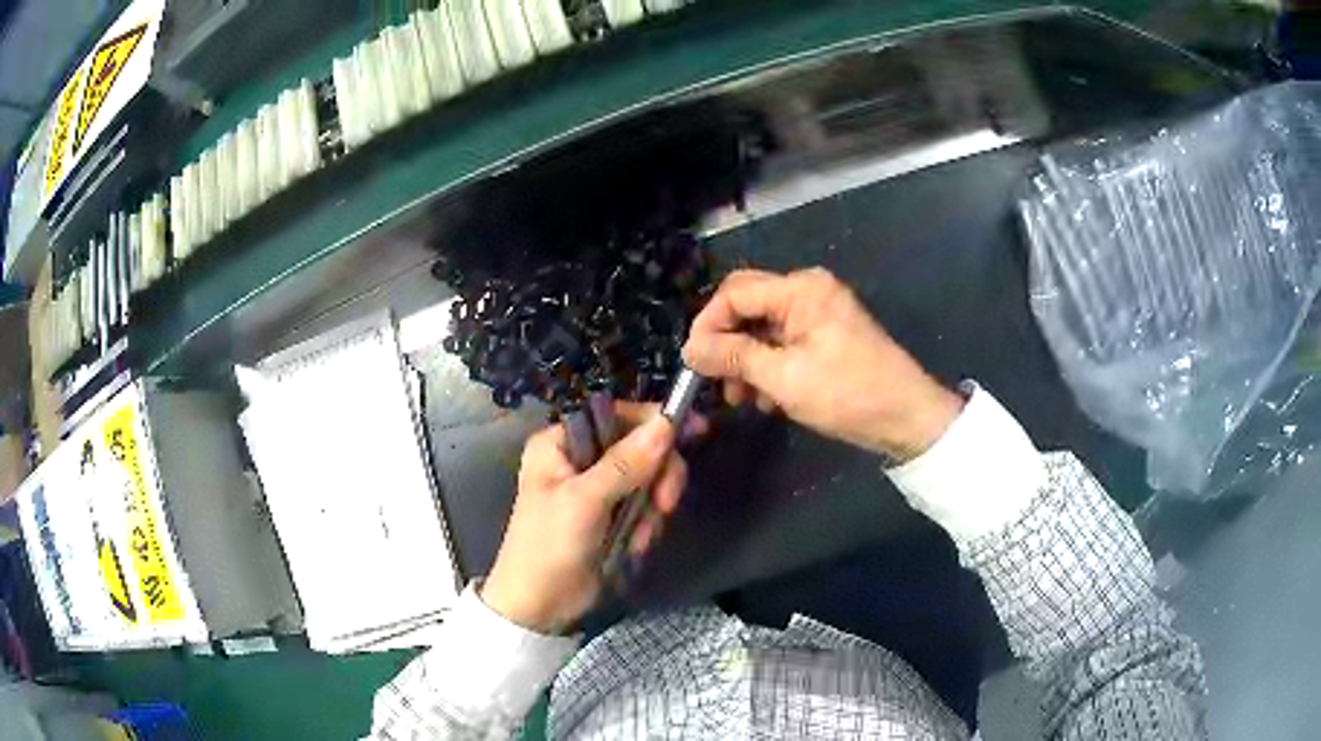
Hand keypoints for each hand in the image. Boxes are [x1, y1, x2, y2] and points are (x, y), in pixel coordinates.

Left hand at [481, 404, 689, 632]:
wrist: (540, 606)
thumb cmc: (549, 546)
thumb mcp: (584, 502)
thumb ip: (626, 463)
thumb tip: (666, 423)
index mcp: (560, 443)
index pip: (615, 414)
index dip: (653, 420)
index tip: (693, 428)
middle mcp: (579, 458)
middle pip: (639, 446)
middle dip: (656, 477)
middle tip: (665, 504)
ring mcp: (597, 488)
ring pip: (648, 478)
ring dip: (651, 508)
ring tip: (638, 537)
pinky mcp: (611, 515)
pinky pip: (645, 505)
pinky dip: (647, 524)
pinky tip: (635, 545)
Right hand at [682, 268, 962, 462]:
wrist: (907, 418)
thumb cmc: (848, 395)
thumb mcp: (784, 378)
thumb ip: (733, 357)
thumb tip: (690, 349)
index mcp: (800, 290)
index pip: (734, 293)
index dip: (707, 325)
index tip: (692, 363)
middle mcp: (808, 290)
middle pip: (747, 305)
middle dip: (726, 343)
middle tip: (714, 381)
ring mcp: (819, 311)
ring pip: (763, 326)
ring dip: (746, 359)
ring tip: (742, 399)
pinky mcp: (826, 333)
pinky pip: (783, 341)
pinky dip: (769, 365)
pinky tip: (767, 398)